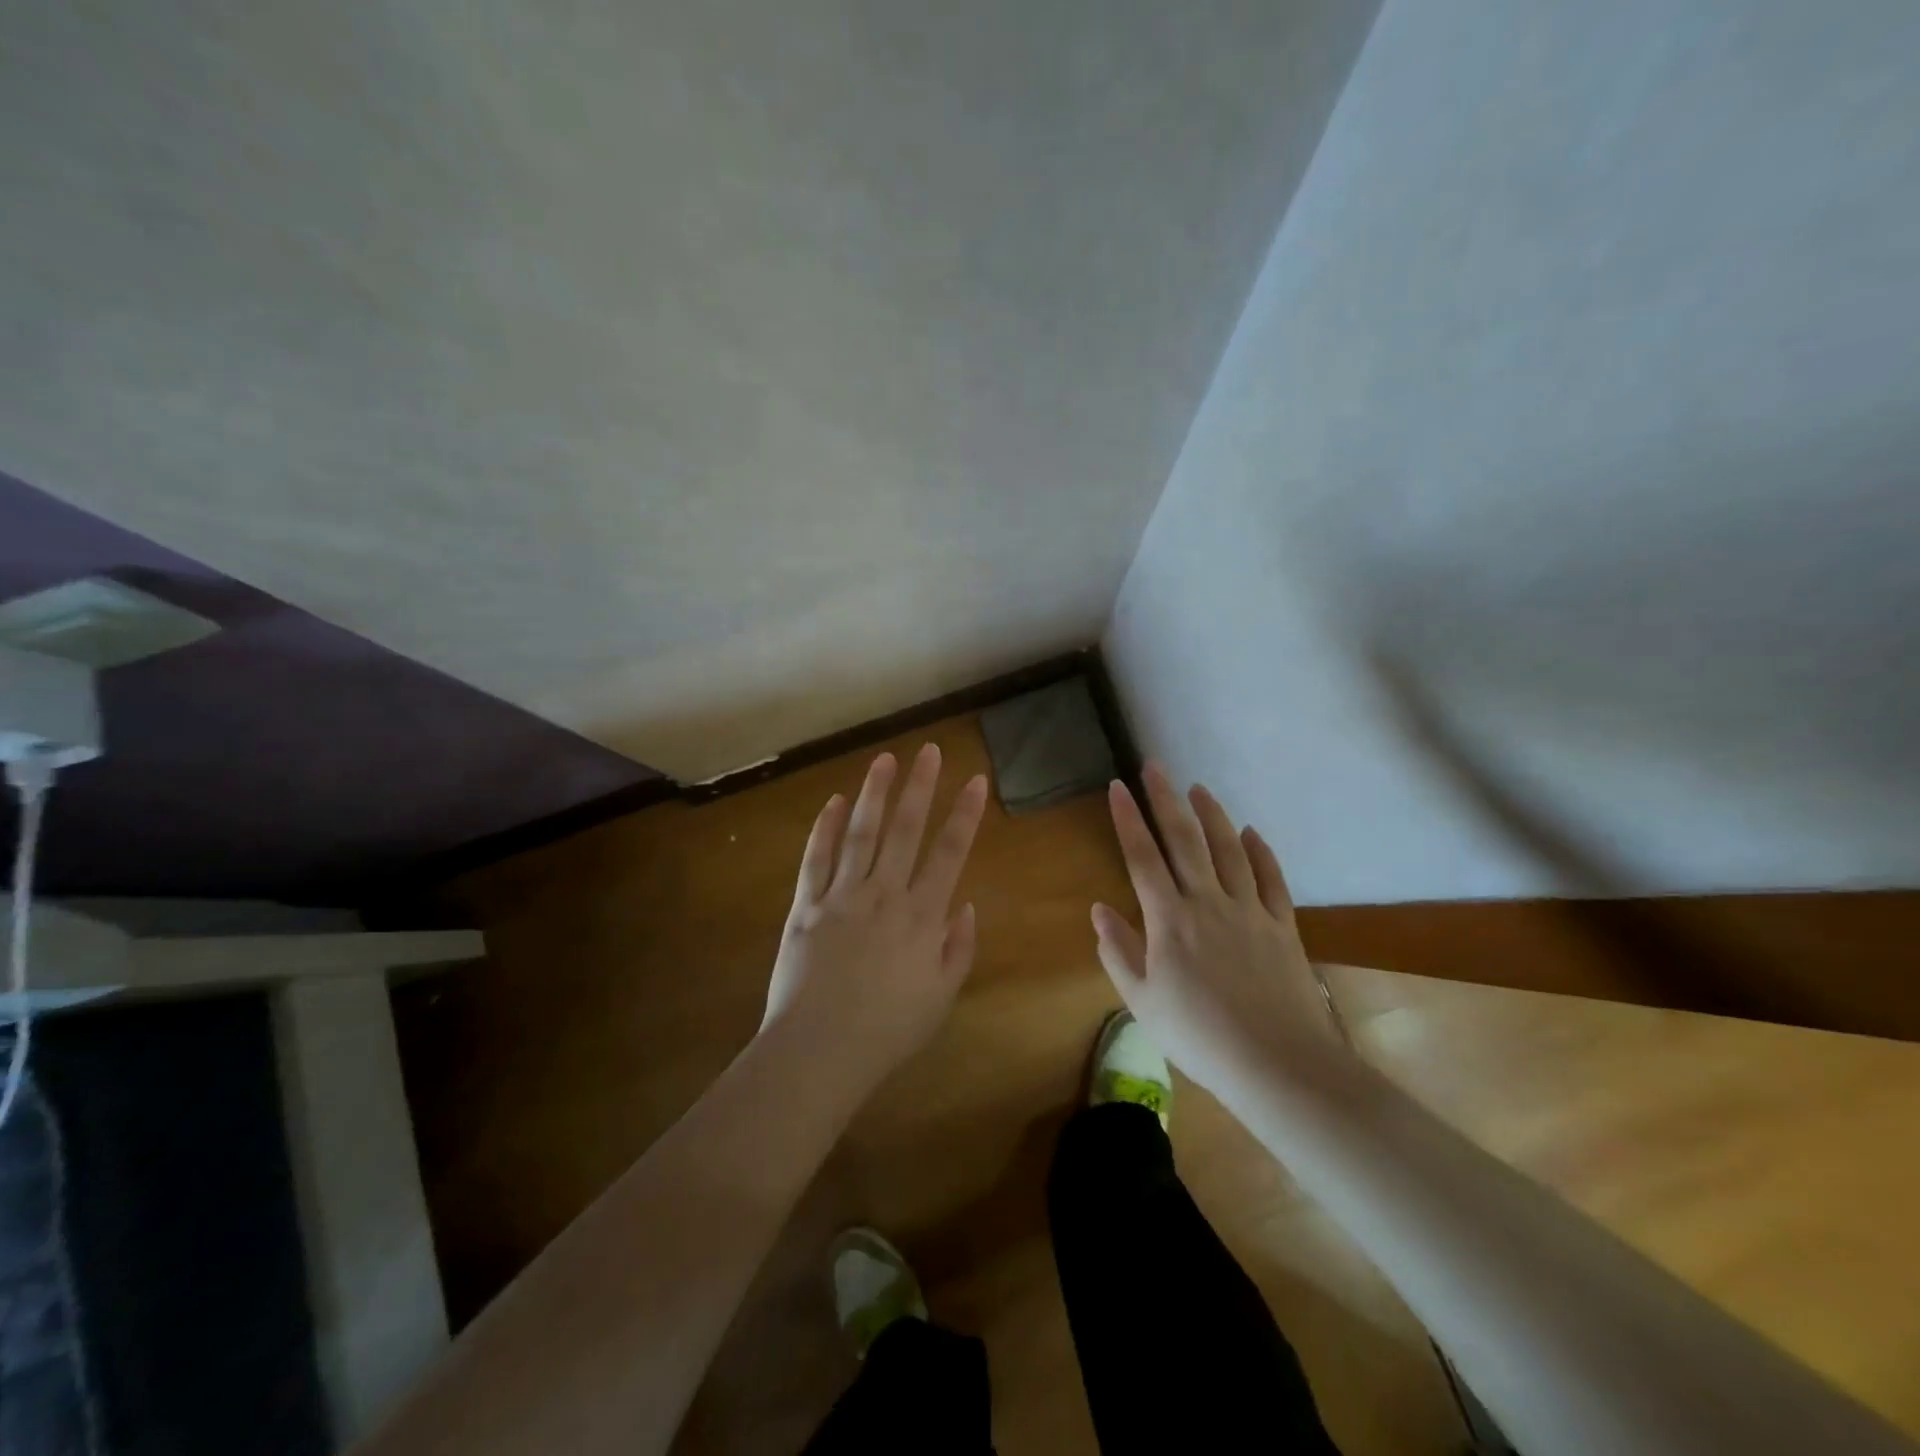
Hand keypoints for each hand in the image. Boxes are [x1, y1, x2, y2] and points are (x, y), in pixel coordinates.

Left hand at [763, 745, 989, 1094]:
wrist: (820, 1051)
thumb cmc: (888, 1030)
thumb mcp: (942, 997)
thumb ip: (958, 947)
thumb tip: (965, 903)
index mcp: (922, 916)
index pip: (949, 852)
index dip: (965, 814)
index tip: (976, 780)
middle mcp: (884, 894)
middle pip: (906, 830)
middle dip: (921, 787)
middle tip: (929, 750)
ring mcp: (842, 896)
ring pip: (861, 833)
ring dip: (874, 794)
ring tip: (884, 760)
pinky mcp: (806, 905)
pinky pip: (816, 859)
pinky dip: (823, 828)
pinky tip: (832, 802)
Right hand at [1092, 762, 1352, 1099]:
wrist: (1277, 1064)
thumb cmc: (1199, 1038)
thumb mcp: (1142, 1002)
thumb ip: (1118, 952)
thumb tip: (1099, 910)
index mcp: (1169, 920)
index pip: (1142, 857)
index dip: (1128, 819)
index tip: (1117, 786)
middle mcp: (1208, 902)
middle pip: (1185, 839)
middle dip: (1166, 799)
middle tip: (1155, 766)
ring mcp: (1249, 910)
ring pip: (1229, 849)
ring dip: (1212, 815)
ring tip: (1198, 788)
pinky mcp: (1281, 925)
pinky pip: (1271, 878)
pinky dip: (1260, 851)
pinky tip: (1251, 832)